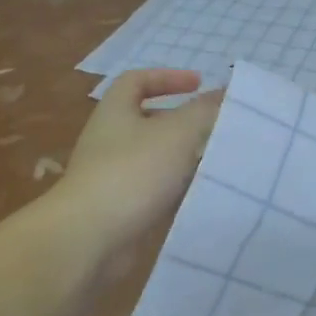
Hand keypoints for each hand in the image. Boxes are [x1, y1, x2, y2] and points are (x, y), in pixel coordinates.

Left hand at [53, 69, 221, 259]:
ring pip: (155, 158)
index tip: (199, 84)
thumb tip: (225, 91)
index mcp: (115, 111)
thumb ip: (204, 111)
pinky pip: (155, 190)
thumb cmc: (132, 172)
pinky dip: (177, 189)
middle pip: (149, 120)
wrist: (89, 238)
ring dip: (184, 157)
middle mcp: (110, 140)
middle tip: (217, 126)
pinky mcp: (122, 208)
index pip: (137, 80)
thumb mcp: (176, 133)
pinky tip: (202, 193)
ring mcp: (114, 176)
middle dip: (183, 121)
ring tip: (219, 159)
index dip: (168, 77)